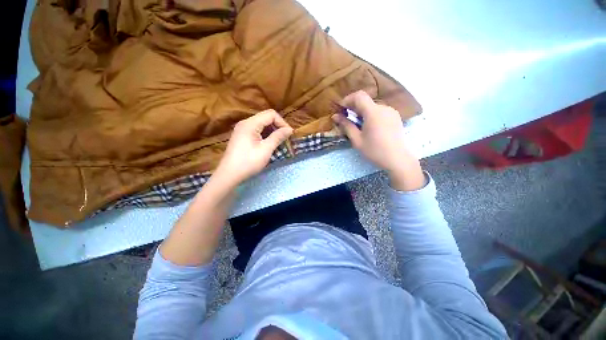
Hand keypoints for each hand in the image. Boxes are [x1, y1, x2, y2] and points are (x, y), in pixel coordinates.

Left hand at [214, 110, 292, 186]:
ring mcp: (242, 129)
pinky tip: (269, 144)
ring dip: (272, 131)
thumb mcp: (266, 149)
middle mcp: (245, 123)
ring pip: (262, 124)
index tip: (289, 134)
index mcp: (250, 124)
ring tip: (279, 142)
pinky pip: (257, 130)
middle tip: (285, 138)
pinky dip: (265, 135)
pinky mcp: (242, 136)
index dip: (282, 122)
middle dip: (278, 126)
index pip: (271, 114)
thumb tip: (289, 129)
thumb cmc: (248, 162)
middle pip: (266, 118)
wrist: (229, 174)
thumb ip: (278, 137)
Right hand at [332, 90, 424, 190]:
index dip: (348, 100)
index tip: (341, 110)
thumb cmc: (375, 151)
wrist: (397, 159)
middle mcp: (384, 108)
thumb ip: (346, 125)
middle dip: (354, 108)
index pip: (359, 96)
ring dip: (362, 112)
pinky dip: (371, 115)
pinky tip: (370, 128)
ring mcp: (391, 111)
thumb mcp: (357, 140)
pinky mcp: (395, 116)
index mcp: (373, 112)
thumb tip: (335, 116)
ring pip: (372, 107)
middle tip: (347, 120)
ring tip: (359, 126)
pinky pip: (380, 111)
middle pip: (365, 101)